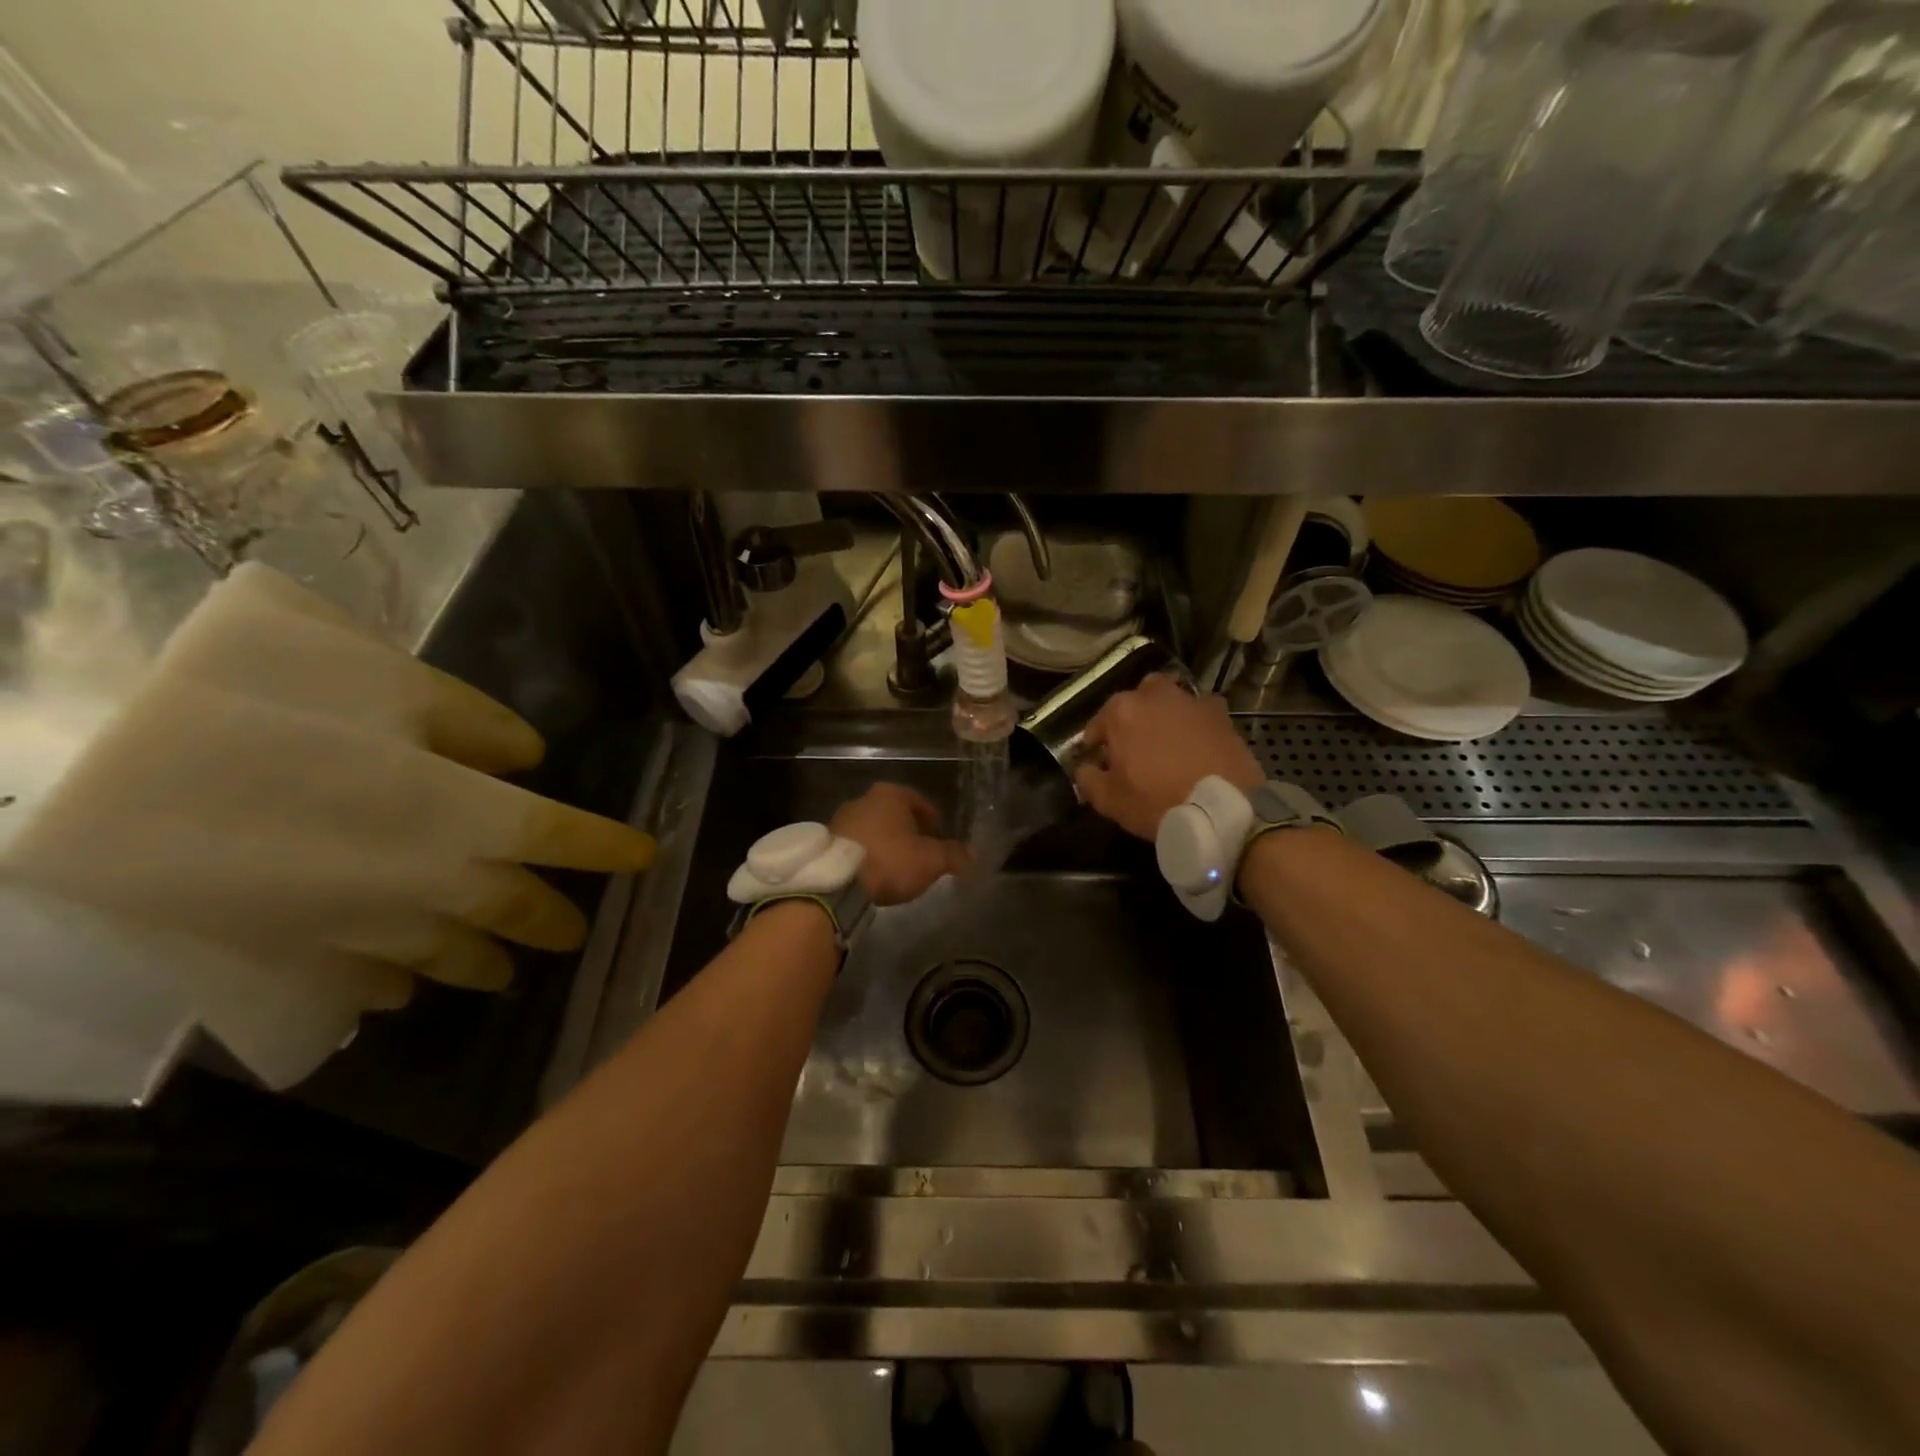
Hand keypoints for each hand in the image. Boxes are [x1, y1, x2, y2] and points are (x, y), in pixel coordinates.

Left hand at [830, 783, 969, 906]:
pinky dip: (866, 854)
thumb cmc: (891, 860)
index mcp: (890, 795)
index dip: (930, 816)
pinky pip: (854, 845)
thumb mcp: (931, 860)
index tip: (937, 831)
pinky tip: (873, 872)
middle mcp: (863, 799)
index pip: (917, 800)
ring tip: (896, 863)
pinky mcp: (826, 843)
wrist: (838, 883)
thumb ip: (954, 855)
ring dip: (884, 842)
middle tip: (919, 848)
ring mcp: (840, 820)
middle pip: (892, 813)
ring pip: (871, 828)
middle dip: (906, 829)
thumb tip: (973, 855)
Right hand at [1073, 674, 1261, 839]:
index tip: (1101, 766)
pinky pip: (1200, 714)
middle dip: (1132, 720)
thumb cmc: (1156, 801)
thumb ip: (1087, 778)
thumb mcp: (1108, 800)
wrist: (1223, 809)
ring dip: (1164, 717)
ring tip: (1167, 745)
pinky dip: (1195, 725)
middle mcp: (1155, 695)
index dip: (1096, 747)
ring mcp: (1191, 701)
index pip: (1097, 725)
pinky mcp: (1221, 714)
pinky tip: (1197, 746)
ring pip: (1169, 702)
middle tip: (1135, 749)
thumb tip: (1086, 767)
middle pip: (1135, 702)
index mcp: (1121, 711)